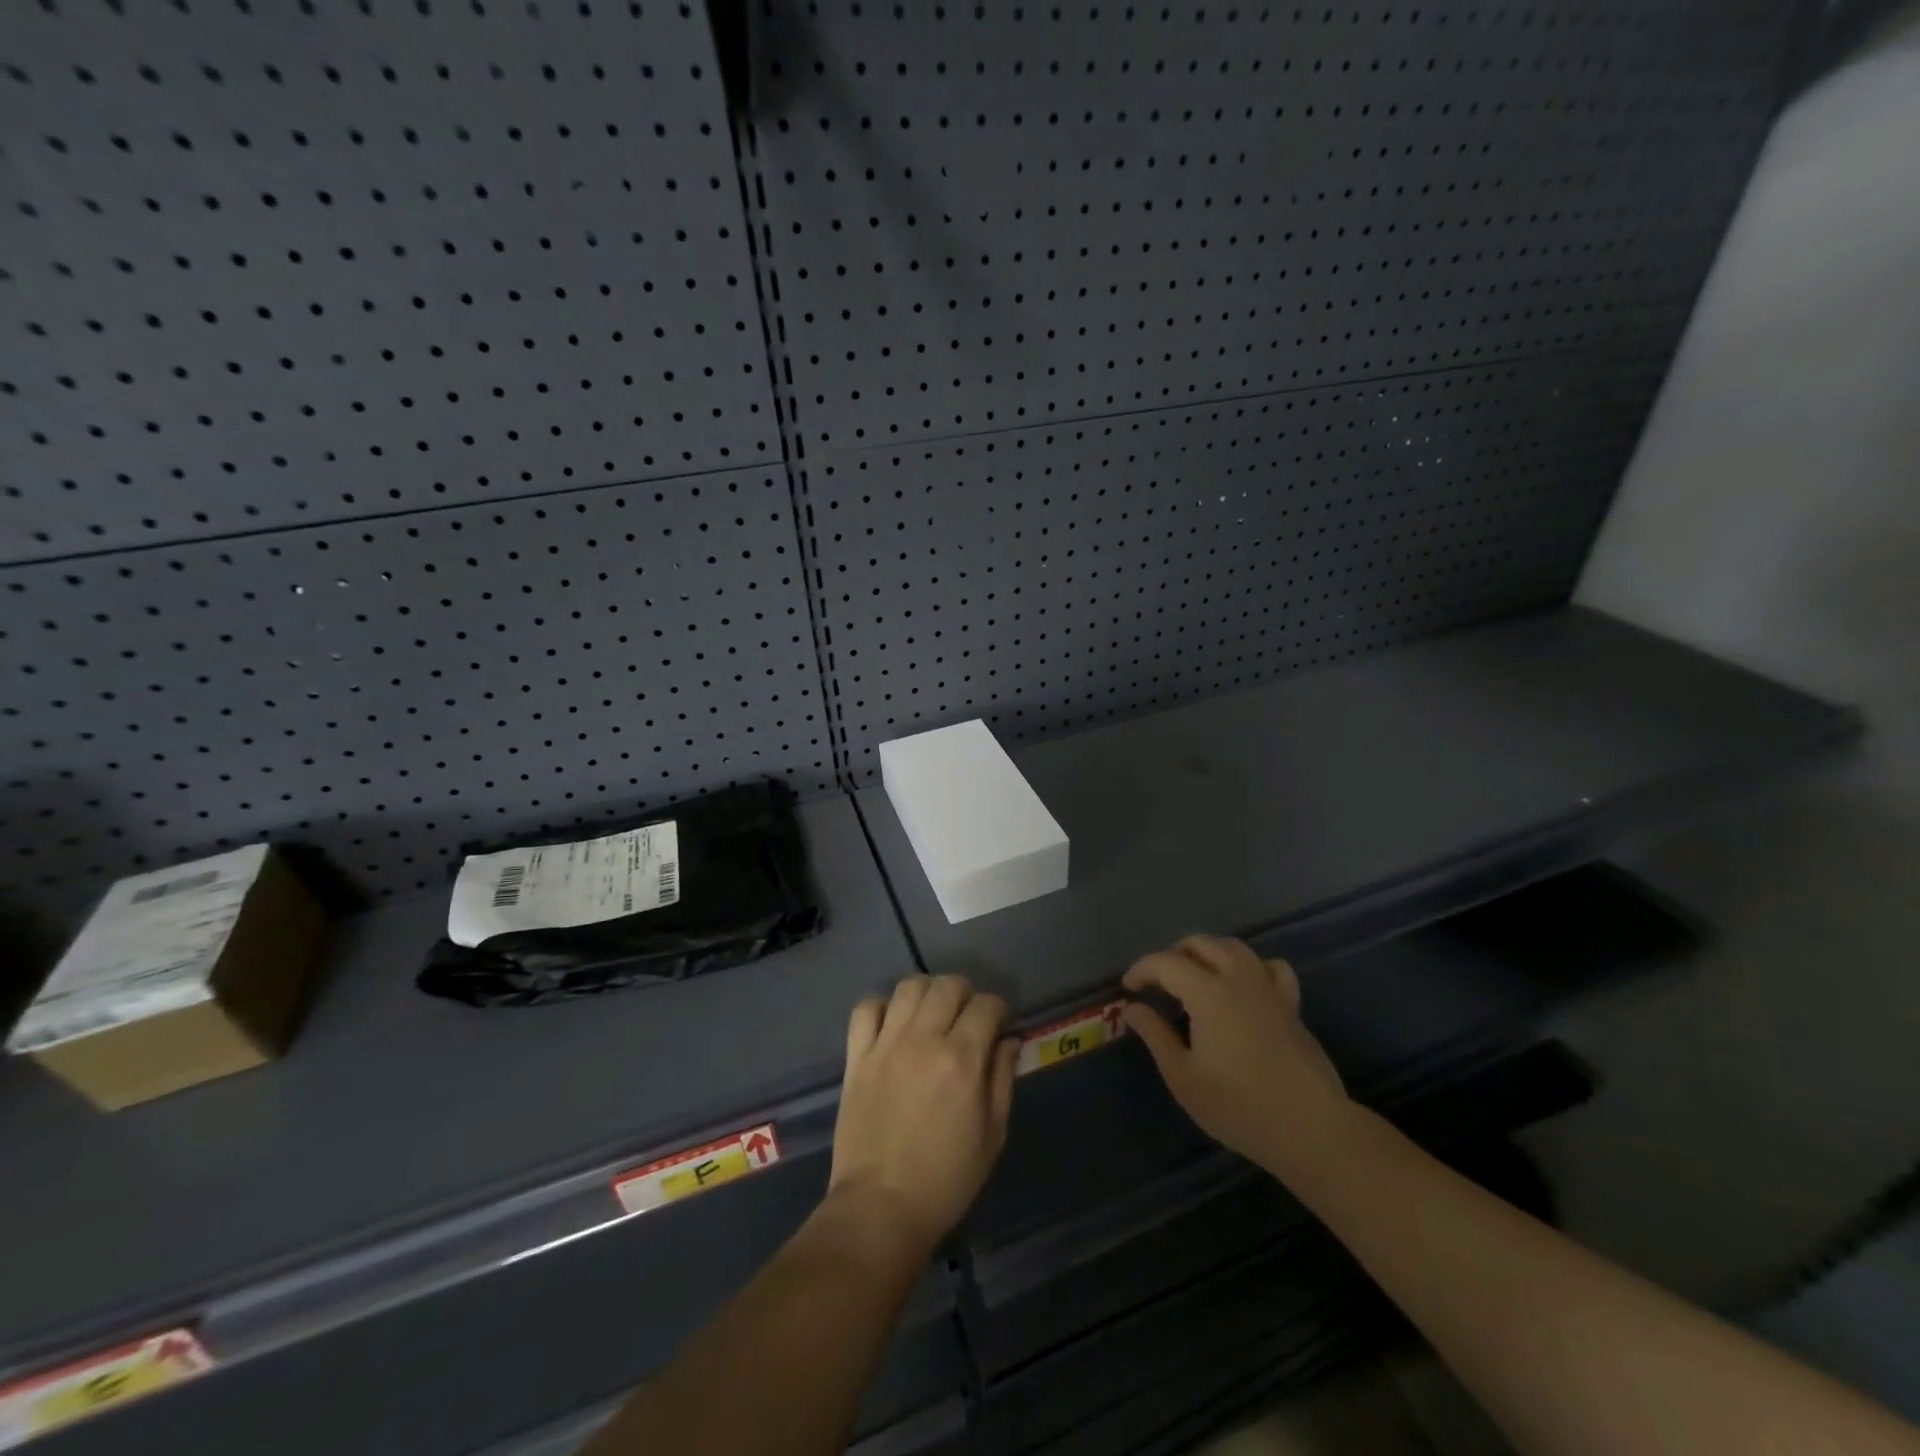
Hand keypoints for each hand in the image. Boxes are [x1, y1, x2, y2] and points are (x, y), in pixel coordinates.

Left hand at [828, 975, 1017, 1255]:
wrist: (881, 1208)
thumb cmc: (946, 1179)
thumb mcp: (992, 1135)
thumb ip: (1002, 1079)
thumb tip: (1009, 1041)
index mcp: (962, 1059)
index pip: (986, 1005)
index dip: (998, 1009)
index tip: (999, 1024)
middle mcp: (923, 1040)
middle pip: (947, 985)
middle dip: (965, 994)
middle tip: (967, 1018)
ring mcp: (886, 1045)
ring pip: (908, 987)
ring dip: (926, 992)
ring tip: (931, 1015)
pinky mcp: (857, 1057)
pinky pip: (866, 1009)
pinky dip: (881, 1008)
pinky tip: (892, 1026)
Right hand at [1123, 935, 1350, 1175]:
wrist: (1311, 1129)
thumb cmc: (1239, 1106)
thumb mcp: (1184, 1077)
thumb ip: (1155, 1036)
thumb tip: (1132, 1008)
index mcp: (1209, 993)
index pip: (1166, 963)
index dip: (1142, 969)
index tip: (1129, 989)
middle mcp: (1239, 978)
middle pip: (1201, 944)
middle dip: (1173, 955)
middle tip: (1158, 982)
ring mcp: (1269, 988)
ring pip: (1235, 947)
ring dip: (1208, 952)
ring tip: (1194, 975)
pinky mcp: (1292, 1004)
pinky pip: (1269, 966)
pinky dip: (1250, 965)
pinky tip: (1243, 985)